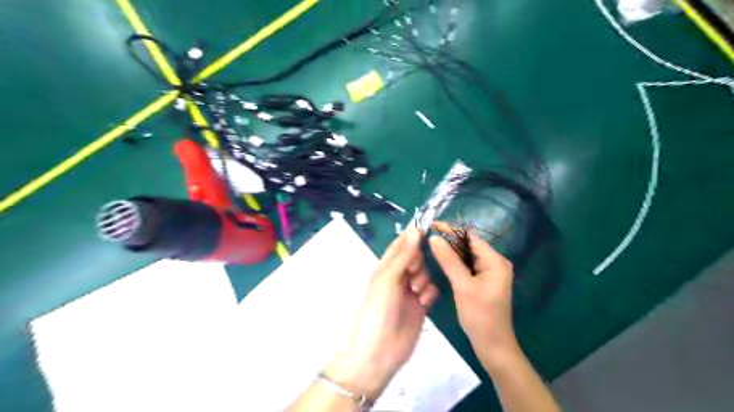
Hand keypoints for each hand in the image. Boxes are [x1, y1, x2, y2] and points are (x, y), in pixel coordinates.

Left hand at [326, 229, 433, 399]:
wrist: (381, 350)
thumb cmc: (379, 310)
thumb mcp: (388, 279)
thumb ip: (403, 255)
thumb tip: (416, 229)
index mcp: (385, 268)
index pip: (399, 246)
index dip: (411, 237)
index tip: (427, 230)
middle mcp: (397, 277)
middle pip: (415, 258)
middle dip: (418, 263)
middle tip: (413, 274)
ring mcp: (410, 292)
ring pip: (425, 273)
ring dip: (423, 279)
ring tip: (416, 292)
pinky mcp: (421, 305)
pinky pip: (431, 290)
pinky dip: (429, 293)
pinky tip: (423, 303)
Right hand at [427, 224, 518, 371]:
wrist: (492, 345)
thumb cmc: (480, 315)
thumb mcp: (463, 286)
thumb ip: (449, 261)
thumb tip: (434, 238)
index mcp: (495, 261)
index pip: (470, 237)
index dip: (451, 229)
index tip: (432, 224)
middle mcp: (494, 263)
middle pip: (468, 245)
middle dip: (449, 239)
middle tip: (427, 235)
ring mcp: (489, 272)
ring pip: (466, 255)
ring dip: (450, 250)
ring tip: (430, 245)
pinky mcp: (482, 281)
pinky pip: (466, 266)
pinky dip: (454, 262)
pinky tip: (440, 260)